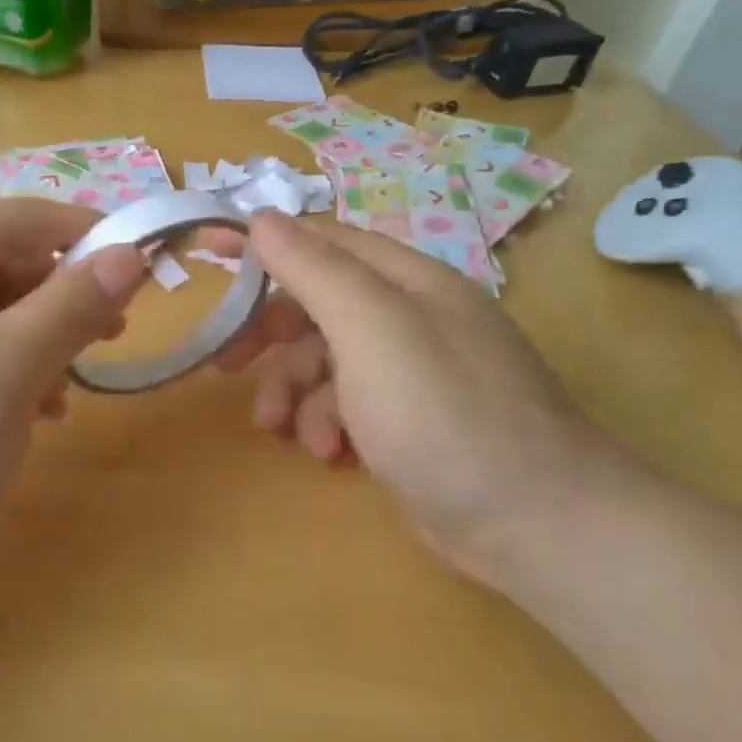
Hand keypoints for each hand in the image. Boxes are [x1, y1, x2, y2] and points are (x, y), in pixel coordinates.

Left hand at [0, 201, 146, 583]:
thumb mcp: (5, 370)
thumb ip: (70, 306)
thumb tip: (127, 253)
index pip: (12, 221)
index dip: (83, 233)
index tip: (141, 259)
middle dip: (55, 303)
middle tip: (109, 337)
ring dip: (27, 350)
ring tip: (62, 398)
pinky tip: (15, 425)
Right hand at [222, 212, 634, 580]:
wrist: (534, 524)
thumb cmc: (443, 414)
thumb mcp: (372, 329)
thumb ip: (316, 270)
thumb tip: (263, 217)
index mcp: (407, 281)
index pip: (322, 241)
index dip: (264, 245)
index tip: (208, 254)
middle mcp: (412, 317)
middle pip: (318, 305)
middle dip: (271, 336)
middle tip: (228, 366)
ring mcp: (414, 372)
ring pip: (326, 362)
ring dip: (295, 393)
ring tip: (286, 432)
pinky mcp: (412, 422)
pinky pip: (349, 405)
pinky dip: (328, 424)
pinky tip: (331, 455)